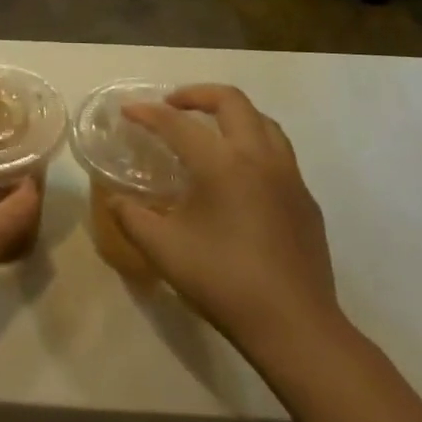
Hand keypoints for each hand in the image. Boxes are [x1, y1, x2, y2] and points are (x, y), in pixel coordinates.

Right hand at [113, 86, 345, 355]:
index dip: (148, 113)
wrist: (294, 326)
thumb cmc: (223, 282)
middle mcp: (259, 158)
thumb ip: (132, 218)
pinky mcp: (305, 199)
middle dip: (197, 95)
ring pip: (263, 121)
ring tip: (208, 129)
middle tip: (171, 105)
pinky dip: (253, 144)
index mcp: (222, 164)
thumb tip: (116, 200)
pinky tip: (240, 175)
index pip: (178, 124)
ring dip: (232, 114)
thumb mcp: (164, 250)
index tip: (127, 110)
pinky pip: (279, 153)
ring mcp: (289, 177)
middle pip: (231, 101)